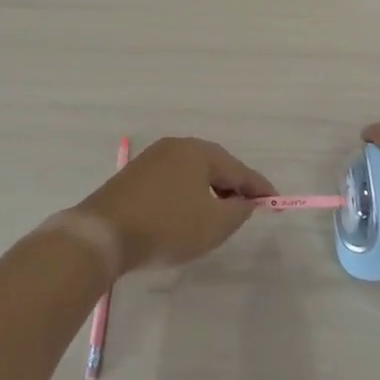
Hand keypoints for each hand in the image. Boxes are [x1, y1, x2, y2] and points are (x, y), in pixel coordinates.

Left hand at [75, 137, 274, 273]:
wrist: (102, 234)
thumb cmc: (167, 226)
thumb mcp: (214, 225)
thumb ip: (238, 212)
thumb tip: (245, 202)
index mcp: (199, 151)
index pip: (239, 170)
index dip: (259, 188)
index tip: (276, 202)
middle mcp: (176, 146)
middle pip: (214, 167)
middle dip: (232, 187)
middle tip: (248, 208)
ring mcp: (151, 159)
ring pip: (192, 174)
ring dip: (208, 192)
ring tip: (219, 215)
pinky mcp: (133, 176)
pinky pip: (172, 182)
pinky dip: (186, 196)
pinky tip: (186, 214)